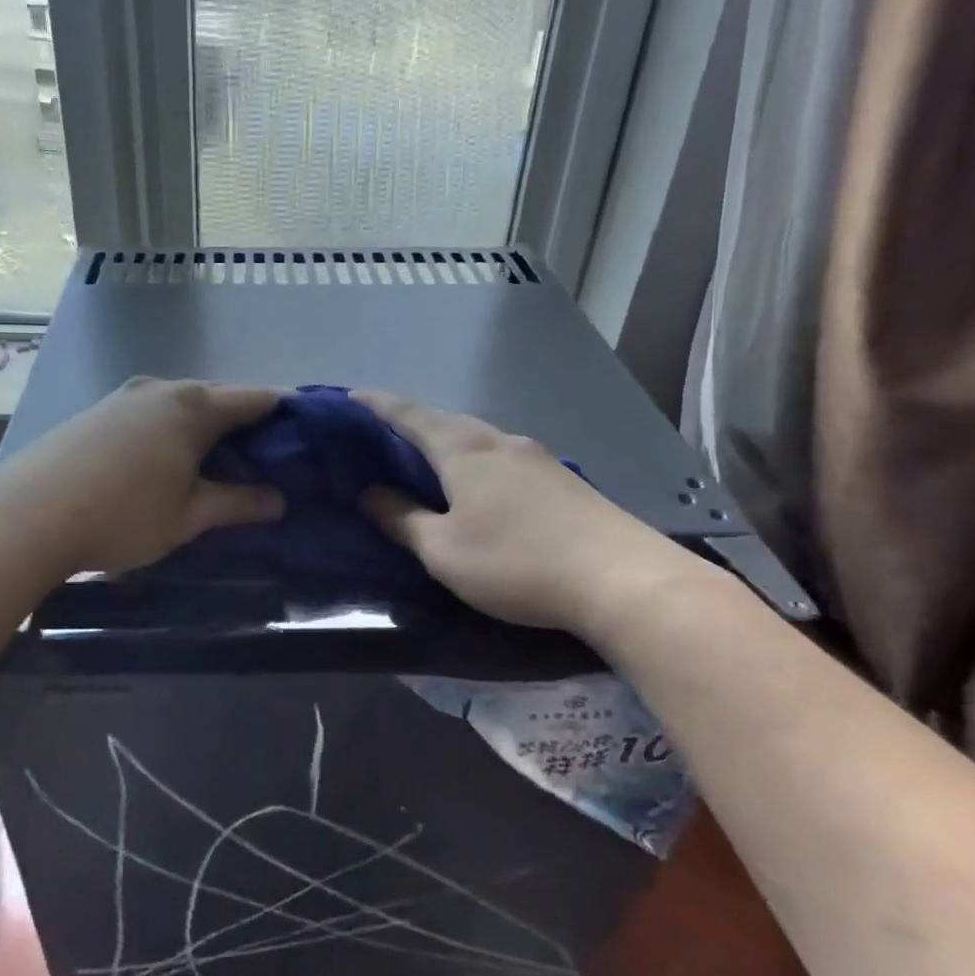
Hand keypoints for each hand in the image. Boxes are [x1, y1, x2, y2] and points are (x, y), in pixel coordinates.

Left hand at [2, 378, 284, 575]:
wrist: (26, 514)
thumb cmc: (121, 515)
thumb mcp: (188, 516)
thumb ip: (238, 503)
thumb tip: (279, 499)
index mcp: (193, 406)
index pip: (255, 398)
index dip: (286, 412)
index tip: (307, 433)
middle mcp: (162, 388)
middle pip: (219, 396)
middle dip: (247, 421)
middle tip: (268, 456)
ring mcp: (125, 396)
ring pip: (183, 403)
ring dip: (207, 425)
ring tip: (222, 460)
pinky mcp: (99, 411)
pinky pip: (153, 412)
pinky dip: (174, 429)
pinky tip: (170, 458)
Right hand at [355, 390, 712, 639]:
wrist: (623, 579)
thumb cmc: (517, 562)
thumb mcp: (444, 550)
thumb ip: (403, 519)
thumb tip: (370, 494)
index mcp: (463, 450)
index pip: (409, 416)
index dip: (377, 406)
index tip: (351, 397)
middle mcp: (499, 441)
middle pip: (446, 421)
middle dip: (412, 423)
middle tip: (384, 434)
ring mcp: (536, 457)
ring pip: (479, 438)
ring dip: (448, 442)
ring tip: (427, 459)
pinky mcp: (562, 479)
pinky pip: (503, 457)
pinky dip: (477, 460)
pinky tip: (480, 484)